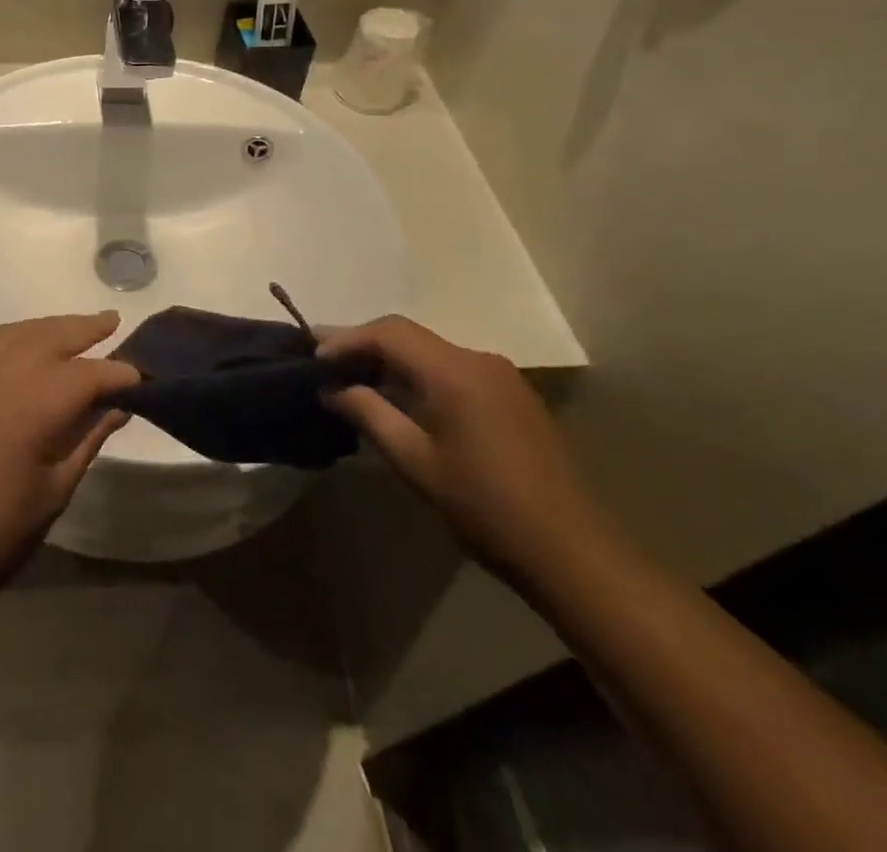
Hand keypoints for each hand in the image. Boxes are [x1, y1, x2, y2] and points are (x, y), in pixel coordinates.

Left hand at [0, 313, 136, 586]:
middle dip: (85, 328)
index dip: (118, 374)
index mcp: (34, 404)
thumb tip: (118, 407)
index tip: (140, 378)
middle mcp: (1, 374)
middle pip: (52, 336)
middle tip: (112, 320)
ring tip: (75, 327)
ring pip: (18, 332)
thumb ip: (88, 438)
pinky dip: (15, 337)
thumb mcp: (55, 490)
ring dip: (50, 327)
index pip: (89, 374)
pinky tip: (26, 345)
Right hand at [319, 317, 620, 590]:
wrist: (574, 553)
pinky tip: (400, 399)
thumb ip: (369, 414)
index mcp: (454, 371)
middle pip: (408, 335)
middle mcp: (478, 359)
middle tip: (324, 365)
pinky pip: (452, 368)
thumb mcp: (415, 462)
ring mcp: (500, 376)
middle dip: (363, 345)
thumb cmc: (485, 507)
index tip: (313, 359)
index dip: (345, 339)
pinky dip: (418, 373)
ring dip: (390, 360)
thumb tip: (330, 388)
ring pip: (430, 350)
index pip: (388, 332)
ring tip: (354, 380)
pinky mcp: (511, 395)